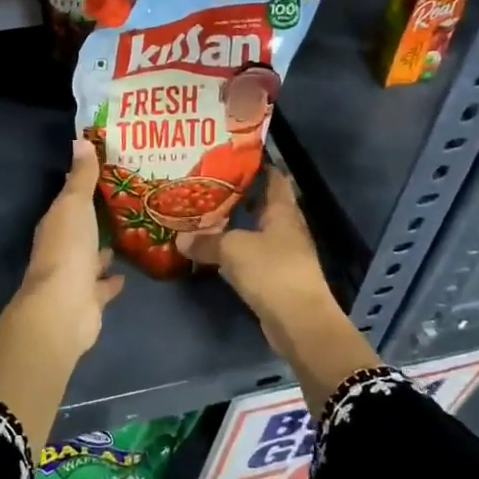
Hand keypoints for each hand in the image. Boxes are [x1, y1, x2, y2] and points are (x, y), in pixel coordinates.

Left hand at [0, 139, 123, 357]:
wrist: (64, 307)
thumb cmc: (68, 248)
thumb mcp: (75, 204)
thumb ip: (81, 177)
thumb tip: (80, 140)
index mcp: (55, 224)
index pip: (68, 201)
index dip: (83, 188)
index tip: (106, 174)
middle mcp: (61, 248)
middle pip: (79, 229)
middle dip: (96, 219)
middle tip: (125, 203)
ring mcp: (74, 276)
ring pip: (91, 257)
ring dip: (103, 249)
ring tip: (129, 233)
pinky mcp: (89, 301)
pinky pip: (103, 286)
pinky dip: (112, 279)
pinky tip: (129, 272)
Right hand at [182, 170, 335, 340]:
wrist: (299, 321)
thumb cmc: (271, 270)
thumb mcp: (232, 249)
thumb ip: (206, 241)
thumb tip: (180, 238)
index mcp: (283, 211)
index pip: (274, 179)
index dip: (258, 166)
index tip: (234, 157)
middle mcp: (287, 228)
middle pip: (263, 205)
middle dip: (239, 196)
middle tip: (209, 186)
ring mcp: (284, 255)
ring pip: (256, 232)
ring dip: (236, 226)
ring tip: (206, 215)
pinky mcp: (276, 278)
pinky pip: (252, 257)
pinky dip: (236, 252)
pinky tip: (215, 250)